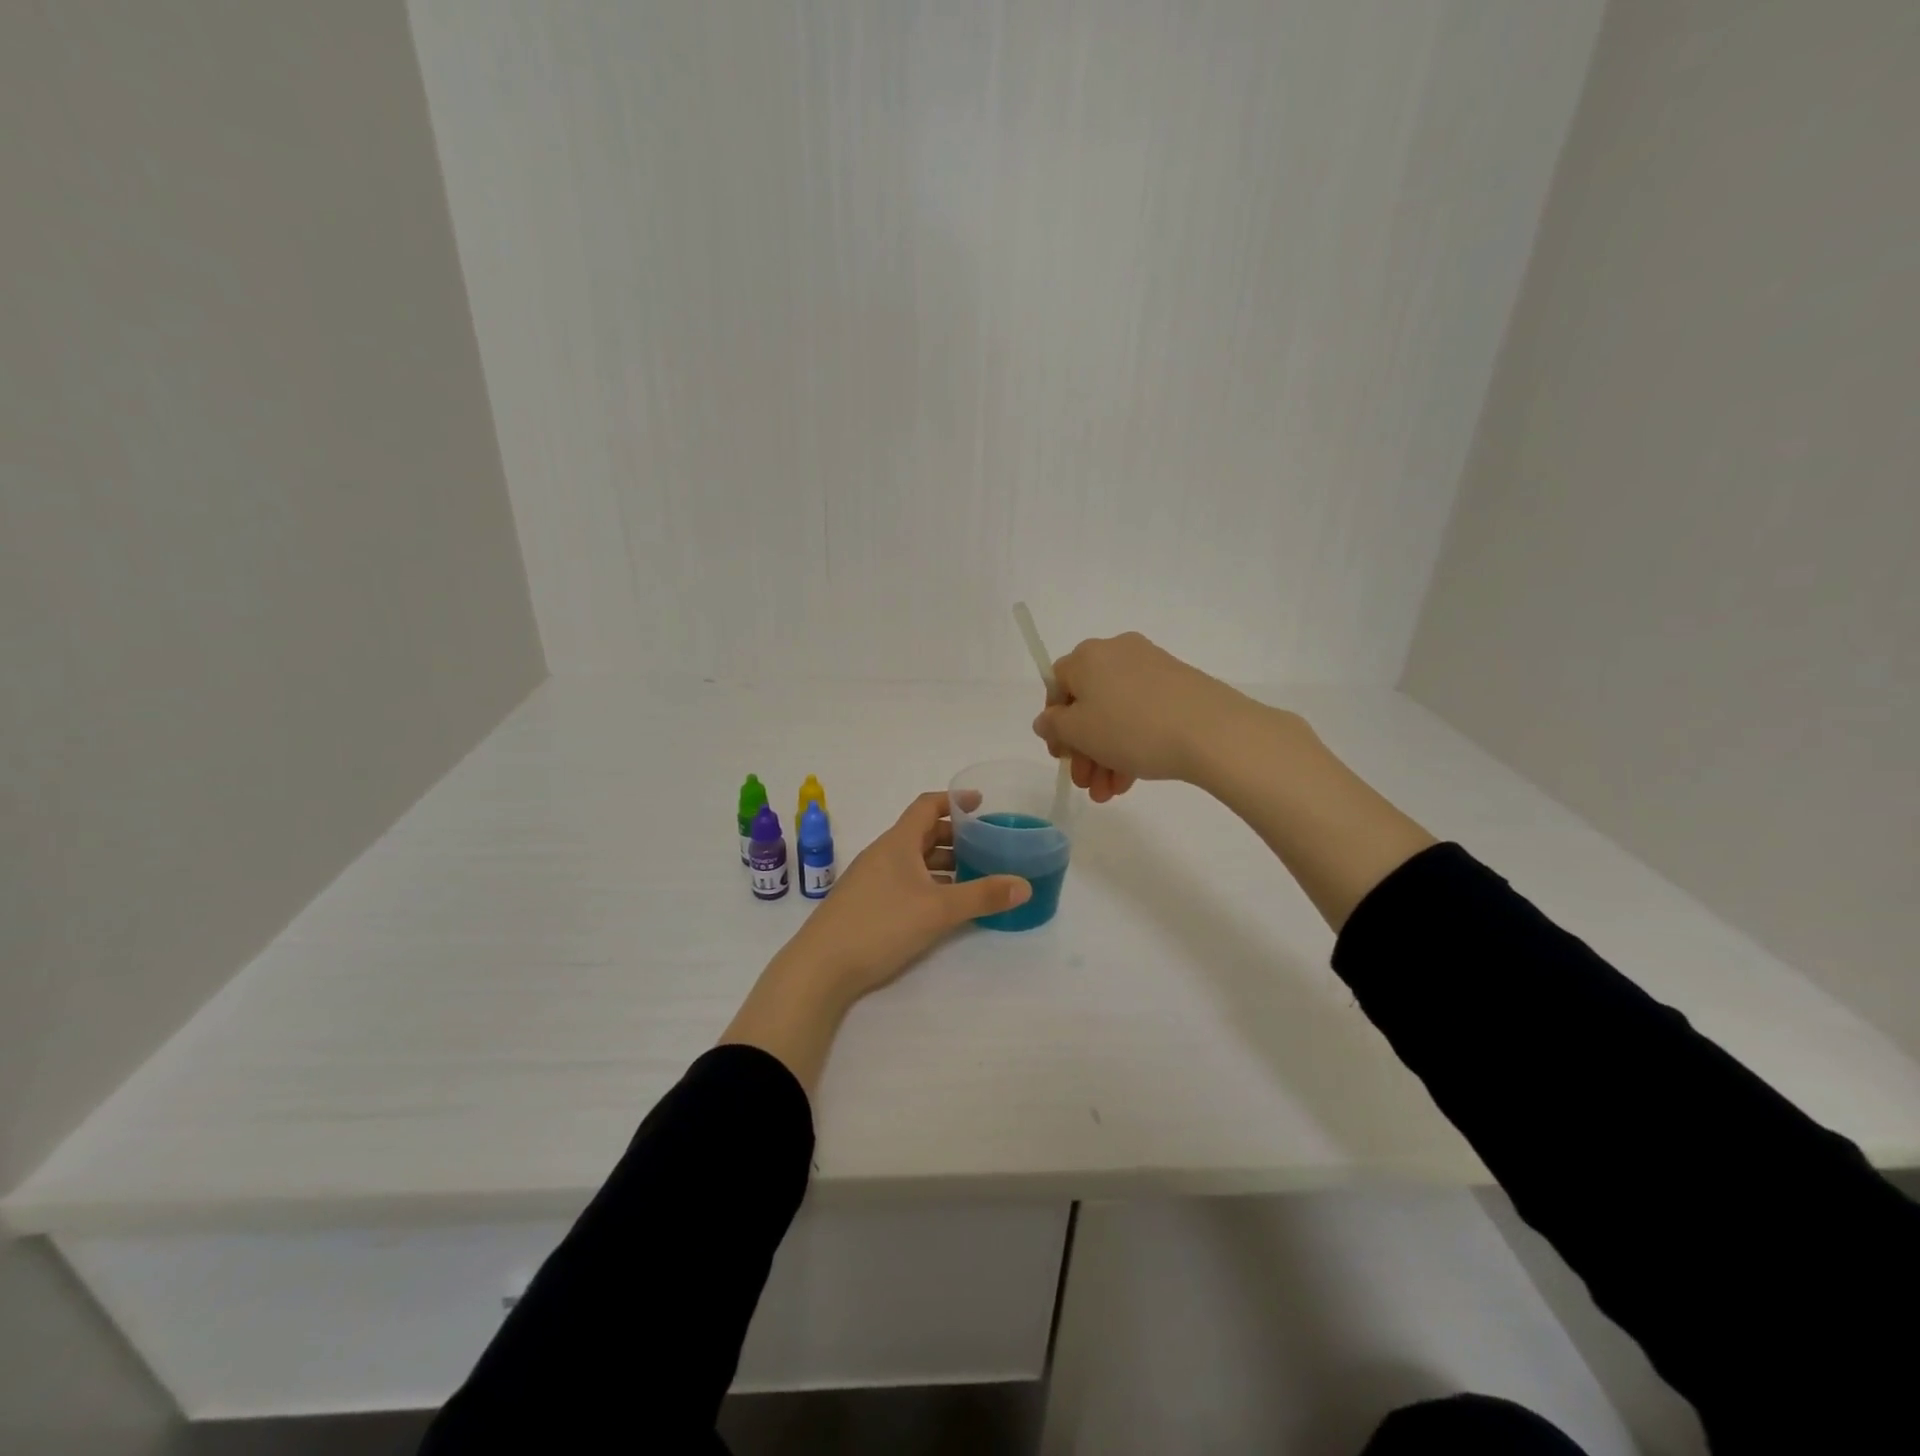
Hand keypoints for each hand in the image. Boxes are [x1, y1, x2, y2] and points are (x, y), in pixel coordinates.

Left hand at [722, 792, 1031, 1094]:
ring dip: (942, 862)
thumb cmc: (880, 925)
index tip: (981, 803)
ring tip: (973, 874)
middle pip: (922, 833)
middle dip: (954, 835)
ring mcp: (871, 879)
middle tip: (986, 844)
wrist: (821, 967)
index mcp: (898, 842)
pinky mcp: (866, 903)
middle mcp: (883, 854)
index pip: (926, 806)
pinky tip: (943, 905)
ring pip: (913, 860)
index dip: (954, 800)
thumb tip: (1024, 884)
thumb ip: (982, 896)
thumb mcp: (938, 910)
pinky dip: (928, 882)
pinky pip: (904, 880)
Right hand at [1031, 632, 1252, 799]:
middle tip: (1086, 782)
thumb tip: (1047, 719)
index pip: (1057, 684)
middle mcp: (1117, 653)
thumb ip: (1054, 726)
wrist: (1212, 731)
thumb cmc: (1132, 728)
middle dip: (1083, 749)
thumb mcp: (1079, 733)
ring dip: (1106, 755)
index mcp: (1087, 656)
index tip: (1062, 756)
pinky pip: (1142, 714)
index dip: (1055, 723)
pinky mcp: (1179, 685)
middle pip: (1088, 703)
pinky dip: (1132, 744)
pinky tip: (1131, 780)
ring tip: (1109, 793)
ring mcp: (1151, 668)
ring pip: (1116, 714)